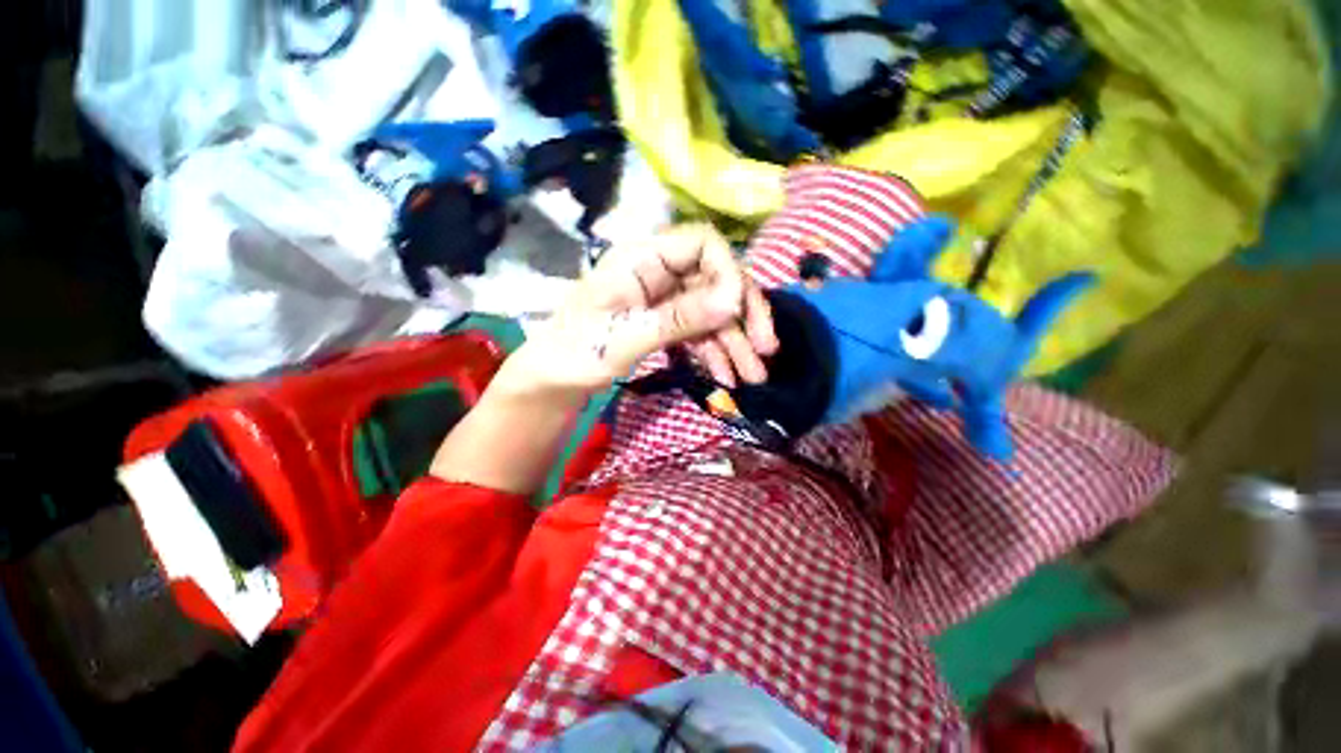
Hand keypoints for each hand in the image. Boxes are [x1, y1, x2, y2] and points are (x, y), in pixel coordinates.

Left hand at [497, 224, 779, 400]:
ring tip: (753, 378)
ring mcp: (662, 298)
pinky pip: (699, 331)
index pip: (702, 244)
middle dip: (743, 315)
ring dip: (735, 342)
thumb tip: (734, 299)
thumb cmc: (576, 354)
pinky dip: (714, 352)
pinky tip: (725, 376)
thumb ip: (679, 317)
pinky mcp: (664, 322)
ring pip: (712, 310)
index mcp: (641, 259)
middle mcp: (657, 272)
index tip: (739, 313)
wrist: (552, 382)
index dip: (728, 272)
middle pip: (715, 279)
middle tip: (765, 349)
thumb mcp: (627, 337)